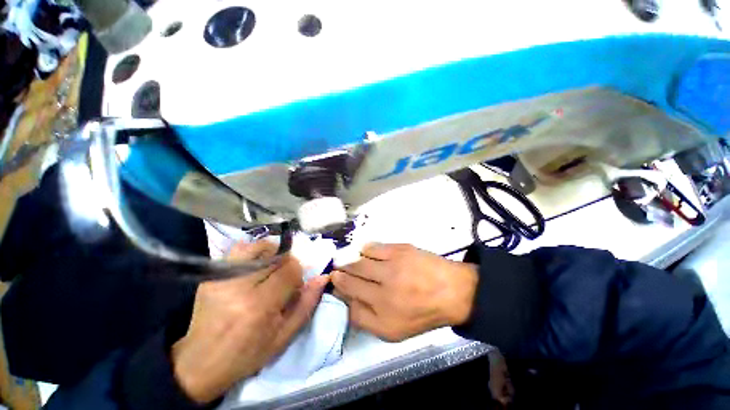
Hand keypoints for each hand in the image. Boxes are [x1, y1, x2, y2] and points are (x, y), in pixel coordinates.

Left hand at [171, 241, 328, 403]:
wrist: (200, 362)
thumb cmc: (247, 354)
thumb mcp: (283, 337)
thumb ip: (306, 304)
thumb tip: (322, 277)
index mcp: (259, 306)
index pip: (290, 269)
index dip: (298, 274)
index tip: (294, 286)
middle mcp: (240, 286)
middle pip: (277, 256)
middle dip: (286, 264)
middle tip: (281, 280)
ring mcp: (222, 278)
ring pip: (258, 247)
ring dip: (272, 254)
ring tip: (270, 269)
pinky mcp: (212, 275)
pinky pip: (239, 250)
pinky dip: (253, 253)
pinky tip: (254, 267)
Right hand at [332, 243, 477, 341]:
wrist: (453, 291)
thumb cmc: (422, 313)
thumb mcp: (393, 331)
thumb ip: (365, 319)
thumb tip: (346, 301)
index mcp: (384, 315)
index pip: (349, 300)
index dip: (338, 289)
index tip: (333, 282)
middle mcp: (385, 290)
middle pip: (350, 278)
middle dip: (339, 273)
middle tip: (336, 270)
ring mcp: (393, 266)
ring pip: (359, 261)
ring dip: (350, 261)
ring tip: (349, 261)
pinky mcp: (400, 249)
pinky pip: (373, 247)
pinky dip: (365, 250)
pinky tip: (366, 253)